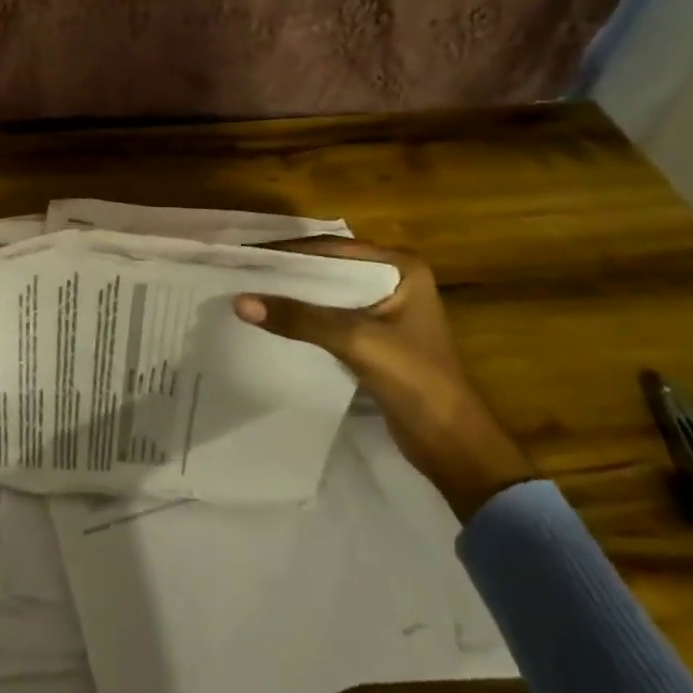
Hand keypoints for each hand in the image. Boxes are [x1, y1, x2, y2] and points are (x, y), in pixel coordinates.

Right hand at [233, 239, 532, 519]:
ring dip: (293, 293)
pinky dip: (304, 315)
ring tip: (248, 291)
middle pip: (328, 266)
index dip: (288, 251)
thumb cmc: (416, 380)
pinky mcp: (375, 334)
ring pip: (327, 291)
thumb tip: (239, 302)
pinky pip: (330, 314)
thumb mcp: (355, 341)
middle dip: (287, 270)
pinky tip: (273, 318)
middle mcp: (393, 278)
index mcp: (400, 266)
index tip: (246, 254)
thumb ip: (299, 319)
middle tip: (241, 271)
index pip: (332, 248)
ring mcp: (385, 307)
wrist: (452, 445)